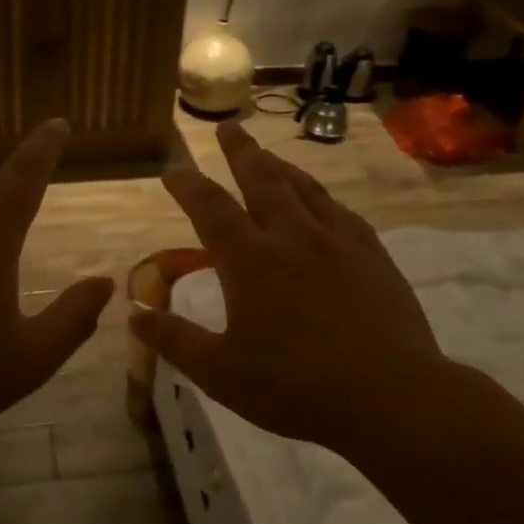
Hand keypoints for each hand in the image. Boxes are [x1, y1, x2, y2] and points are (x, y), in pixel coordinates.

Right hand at [129, 123, 448, 457]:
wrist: (388, 395)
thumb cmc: (294, 386)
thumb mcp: (220, 372)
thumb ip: (175, 341)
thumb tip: (135, 318)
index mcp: (250, 262)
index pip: (210, 208)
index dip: (188, 185)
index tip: (173, 170)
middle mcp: (292, 237)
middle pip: (261, 180)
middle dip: (240, 152)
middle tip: (227, 128)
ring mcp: (337, 241)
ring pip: (303, 188)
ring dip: (280, 166)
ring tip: (268, 154)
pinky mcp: (372, 254)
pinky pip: (340, 210)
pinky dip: (321, 196)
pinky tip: (322, 201)